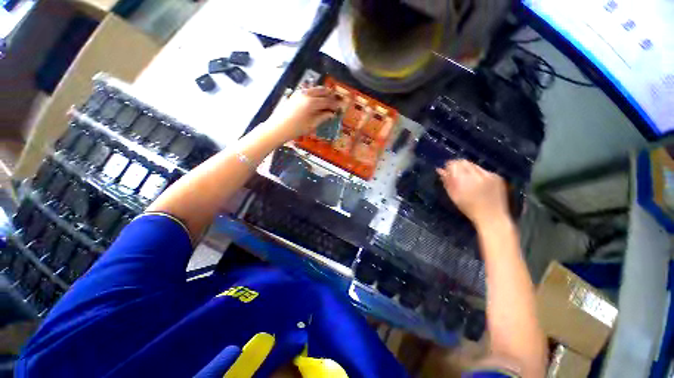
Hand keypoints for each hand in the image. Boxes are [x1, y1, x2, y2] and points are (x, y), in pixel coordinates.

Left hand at [262, 86, 339, 142]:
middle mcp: (306, 94)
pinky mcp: (295, 95)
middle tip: (335, 101)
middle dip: (329, 95)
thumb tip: (332, 114)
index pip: (327, 101)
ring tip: (327, 98)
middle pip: (321, 91)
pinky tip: (316, 99)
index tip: (339, 108)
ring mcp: (299, 93)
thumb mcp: (312, 125)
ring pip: (314, 89)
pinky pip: (308, 91)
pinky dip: (314, 93)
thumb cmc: (296, 129)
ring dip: (322, 93)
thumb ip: (323, 117)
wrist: (278, 128)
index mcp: (312, 102)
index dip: (334, 105)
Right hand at [437, 160, 509, 227]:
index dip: (449, 166)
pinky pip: (484, 171)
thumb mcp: (453, 196)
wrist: (492, 217)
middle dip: (458, 166)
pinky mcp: (498, 177)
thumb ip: (447, 181)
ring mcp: (489, 175)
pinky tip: (478, 184)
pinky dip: (478, 174)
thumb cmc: (469, 208)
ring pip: (474, 165)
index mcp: (465, 180)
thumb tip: (440, 170)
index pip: (454, 164)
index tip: (446, 171)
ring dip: (468, 169)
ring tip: (467, 180)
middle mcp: (478, 174)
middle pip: (464, 162)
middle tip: (455, 174)